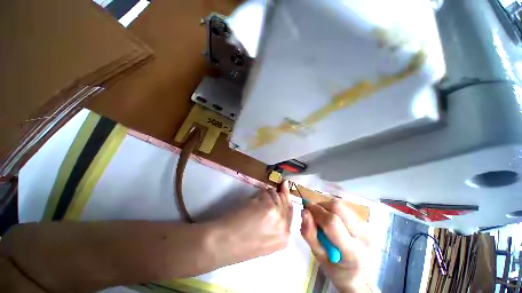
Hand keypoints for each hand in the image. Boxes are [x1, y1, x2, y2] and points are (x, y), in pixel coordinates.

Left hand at [208, 181, 292, 265]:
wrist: (224, 243)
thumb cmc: (241, 243)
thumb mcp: (264, 238)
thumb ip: (274, 224)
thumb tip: (276, 204)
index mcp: (284, 238)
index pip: (290, 213)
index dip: (285, 199)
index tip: (284, 187)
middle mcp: (284, 226)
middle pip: (285, 201)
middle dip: (276, 196)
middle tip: (267, 194)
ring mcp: (277, 214)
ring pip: (275, 194)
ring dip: (266, 195)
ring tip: (254, 205)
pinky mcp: (268, 205)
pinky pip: (267, 192)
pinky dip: (259, 194)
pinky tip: (251, 203)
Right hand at [301, 200, 373, 292]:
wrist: (358, 274)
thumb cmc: (335, 269)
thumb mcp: (318, 256)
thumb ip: (310, 234)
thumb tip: (304, 211)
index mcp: (352, 251)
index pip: (332, 222)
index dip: (316, 211)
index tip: (305, 210)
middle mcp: (363, 236)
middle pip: (337, 207)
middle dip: (320, 207)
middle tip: (313, 216)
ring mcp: (366, 227)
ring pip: (340, 205)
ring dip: (326, 207)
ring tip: (322, 219)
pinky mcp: (365, 222)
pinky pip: (343, 208)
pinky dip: (332, 209)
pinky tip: (332, 220)